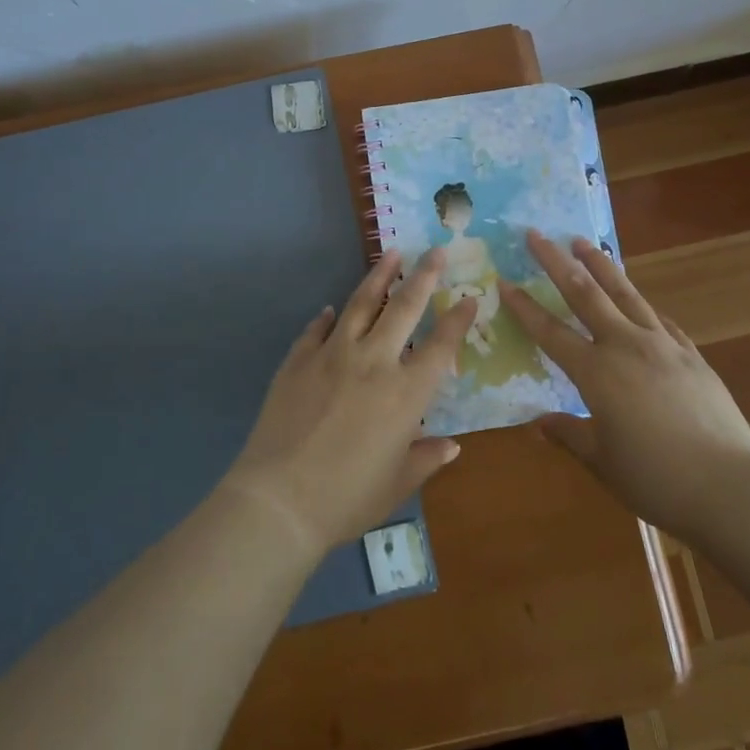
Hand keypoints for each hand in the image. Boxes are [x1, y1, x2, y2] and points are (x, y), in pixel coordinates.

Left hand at [224, 248, 475, 552]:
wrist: (279, 499)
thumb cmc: (347, 498)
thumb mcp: (397, 485)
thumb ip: (426, 459)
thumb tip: (451, 445)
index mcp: (406, 393)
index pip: (441, 346)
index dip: (458, 319)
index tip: (469, 297)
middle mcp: (374, 362)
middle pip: (405, 307)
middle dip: (425, 275)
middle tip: (436, 250)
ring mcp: (333, 354)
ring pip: (362, 303)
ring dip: (379, 275)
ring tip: (392, 253)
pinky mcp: (299, 359)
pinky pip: (317, 329)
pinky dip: (327, 317)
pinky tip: (330, 309)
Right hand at [499, 231, 749, 536]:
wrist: (730, 486)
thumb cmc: (656, 479)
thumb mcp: (602, 461)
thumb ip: (569, 435)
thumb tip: (539, 424)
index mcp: (596, 372)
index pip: (550, 331)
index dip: (524, 307)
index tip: (504, 280)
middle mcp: (625, 346)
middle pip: (585, 294)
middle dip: (557, 261)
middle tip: (537, 234)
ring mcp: (662, 346)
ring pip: (625, 293)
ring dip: (601, 265)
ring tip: (584, 242)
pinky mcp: (692, 355)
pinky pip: (661, 320)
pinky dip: (643, 305)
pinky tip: (640, 300)